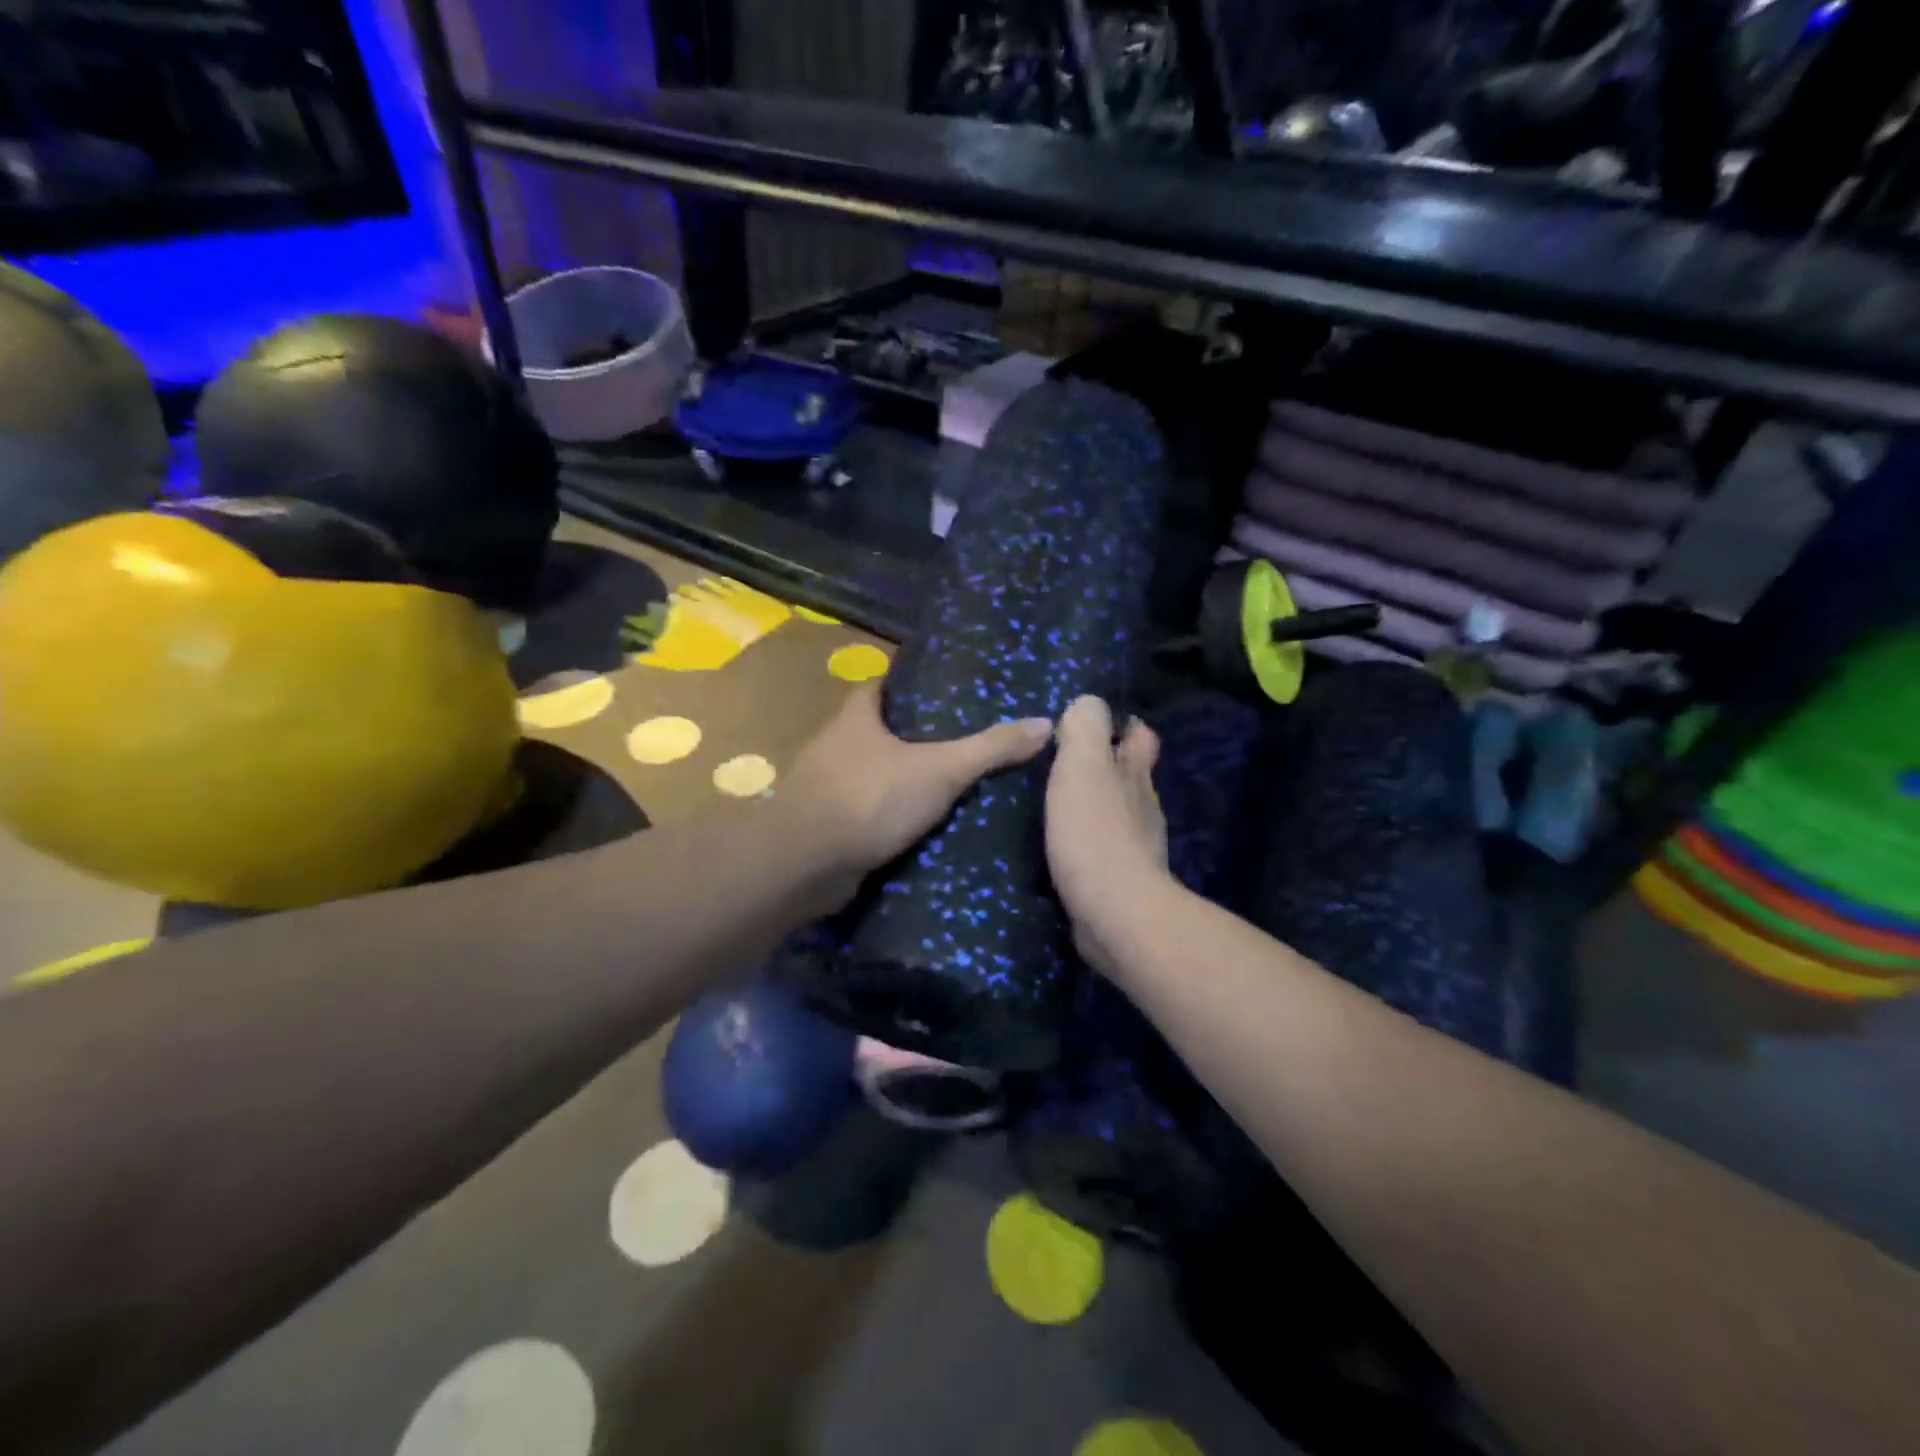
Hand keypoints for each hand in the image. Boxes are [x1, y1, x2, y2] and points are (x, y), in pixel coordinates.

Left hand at [783, 681, 1051, 897]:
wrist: (805, 864)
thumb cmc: (869, 798)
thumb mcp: (940, 769)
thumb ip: (990, 748)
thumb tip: (1045, 724)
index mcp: (856, 715)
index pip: (885, 684)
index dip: (914, 683)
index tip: (951, 688)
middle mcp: (837, 744)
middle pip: (882, 729)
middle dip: (917, 734)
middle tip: (967, 739)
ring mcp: (830, 786)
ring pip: (876, 772)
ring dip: (906, 777)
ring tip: (956, 782)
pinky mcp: (831, 825)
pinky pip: (871, 810)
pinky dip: (894, 814)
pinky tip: (926, 825)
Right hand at [1044, 695, 1169, 976]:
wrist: (1115, 913)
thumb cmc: (1094, 832)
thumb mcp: (1082, 766)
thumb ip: (1084, 728)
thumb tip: (1087, 702)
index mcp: (1134, 774)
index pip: (1141, 736)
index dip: (1123, 726)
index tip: (1093, 726)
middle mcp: (1142, 806)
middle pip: (1131, 775)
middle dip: (1107, 766)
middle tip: (1066, 765)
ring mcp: (1137, 846)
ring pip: (1119, 813)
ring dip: (1095, 806)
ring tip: (1058, 804)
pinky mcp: (1121, 881)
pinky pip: (1104, 850)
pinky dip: (1088, 842)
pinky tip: (1063, 847)